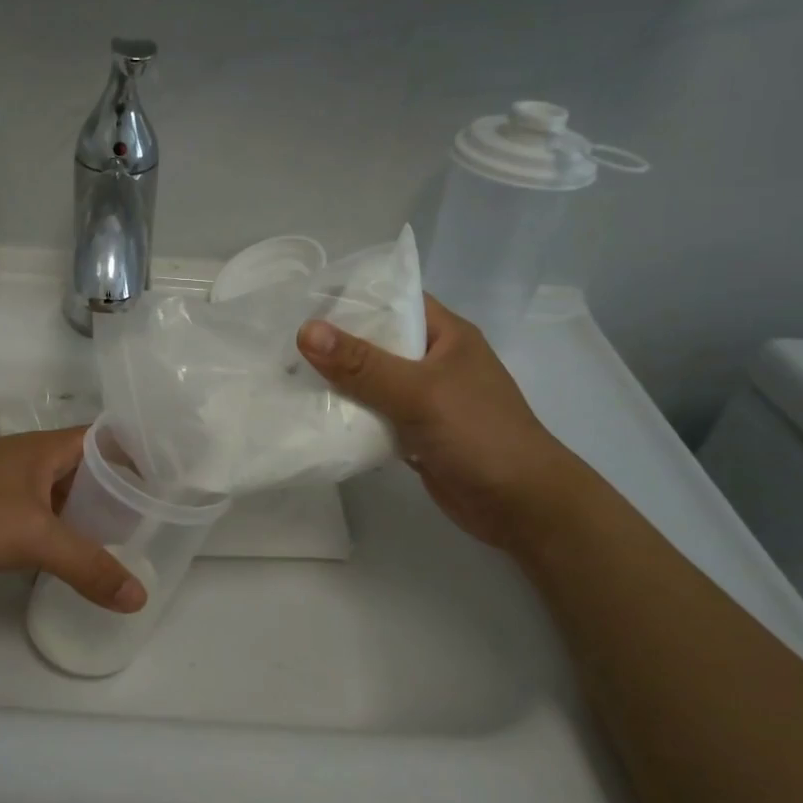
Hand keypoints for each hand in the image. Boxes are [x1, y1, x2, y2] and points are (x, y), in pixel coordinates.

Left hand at [0, 428, 147, 612]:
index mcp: (44, 447)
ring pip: (57, 487)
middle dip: (114, 487)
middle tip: (147, 515)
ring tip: (116, 534)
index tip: (164, 478)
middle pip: (83, 464)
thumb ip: (89, 566)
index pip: (103, 438)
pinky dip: (56, 522)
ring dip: (83, 507)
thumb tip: (139, 597)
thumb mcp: (36, 540)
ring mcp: (2, 478)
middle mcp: (26, 455)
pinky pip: (35, 506)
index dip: (134, 453)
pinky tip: (66, 548)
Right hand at [297, 295, 582, 551]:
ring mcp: (425, 399)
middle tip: (281, 340)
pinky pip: (374, 416)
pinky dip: (348, 417)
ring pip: (371, 382)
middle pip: (376, 342)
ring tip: (284, 374)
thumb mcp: (418, 391)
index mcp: (445, 334)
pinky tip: (312, 416)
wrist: (521, 506)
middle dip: (333, 343)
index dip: (350, 297)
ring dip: (336, 383)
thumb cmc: (479, 434)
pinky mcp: (414, 433)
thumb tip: (305, 331)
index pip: (393, 299)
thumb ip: (362, 364)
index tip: (301, 299)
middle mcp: (433, 361)